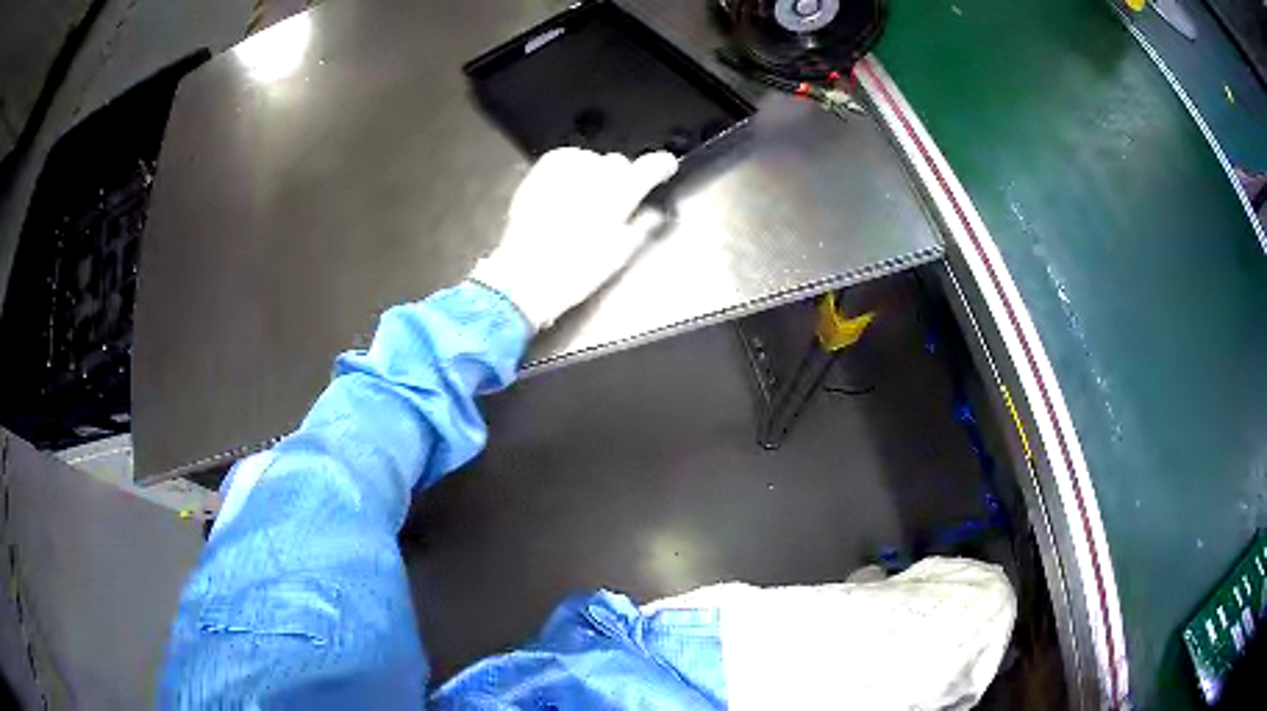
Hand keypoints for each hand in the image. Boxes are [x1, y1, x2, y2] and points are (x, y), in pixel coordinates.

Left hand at [470, 148, 677, 330]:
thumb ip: (641, 227)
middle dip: (621, 177)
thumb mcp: (617, 256)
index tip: (665, 166)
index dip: (660, 165)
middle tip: (616, 200)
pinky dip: (570, 167)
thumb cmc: (572, 273)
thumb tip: (653, 215)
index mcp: (618, 198)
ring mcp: (563, 175)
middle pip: (618, 162)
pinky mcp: (539, 175)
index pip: (649, 167)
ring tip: (587, 196)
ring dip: (594, 172)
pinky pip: (562, 158)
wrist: (525, 277)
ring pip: (590, 157)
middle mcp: (592, 179)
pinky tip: (569, 184)